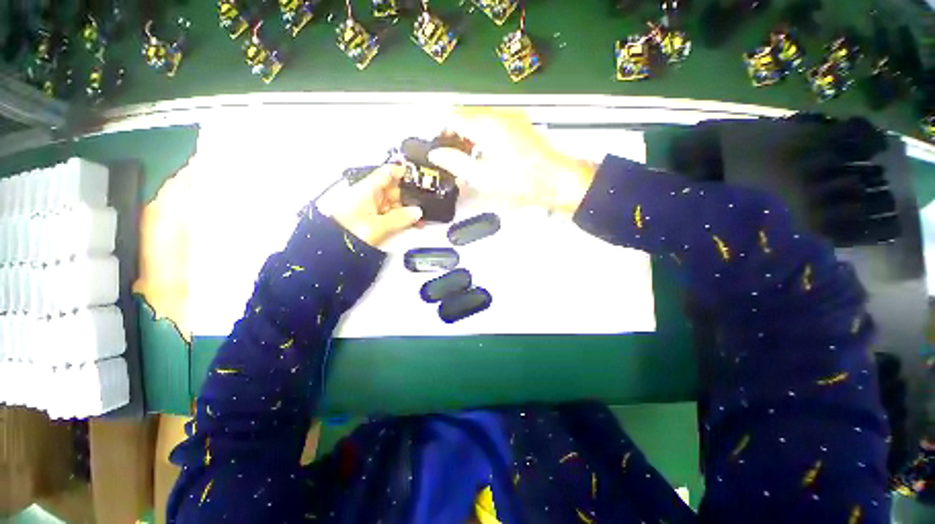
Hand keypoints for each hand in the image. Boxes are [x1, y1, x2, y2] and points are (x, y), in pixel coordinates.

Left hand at [317, 164, 422, 247]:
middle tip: (427, 200)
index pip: (388, 172)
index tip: (420, 176)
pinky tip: (416, 223)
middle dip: (411, 195)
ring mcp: (374, 209)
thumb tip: (416, 212)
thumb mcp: (377, 225)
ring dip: (410, 209)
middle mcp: (371, 197)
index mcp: (368, 190)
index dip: (404, 171)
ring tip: (424, 215)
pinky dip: (404, 219)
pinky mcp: (376, 221)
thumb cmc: (348, 232)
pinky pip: (394, 216)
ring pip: (396, 204)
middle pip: (395, 189)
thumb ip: (400, 218)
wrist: (333, 250)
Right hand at [428, 107, 596, 214]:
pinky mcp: (519, 123)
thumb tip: (437, 154)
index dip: (440, 130)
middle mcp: (498, 113)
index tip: (437, 145)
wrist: (554, 179)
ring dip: (468, 135)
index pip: (452, 116)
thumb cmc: (521, 181)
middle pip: (465, 115)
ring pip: (478, 118)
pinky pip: (492, 122)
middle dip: (454, 134)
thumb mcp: (482, 176)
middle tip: (450, 156)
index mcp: (486, 124)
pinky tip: (484, 154)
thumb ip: (455, 163)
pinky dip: (483, 135)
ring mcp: (511, 116)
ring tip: (467, 158)